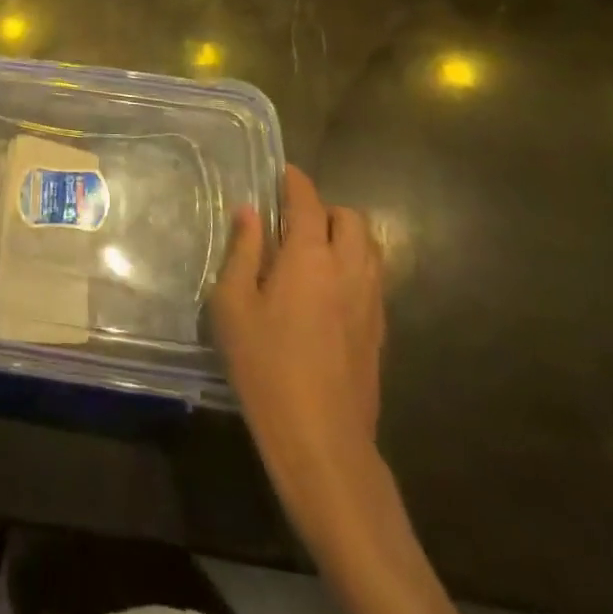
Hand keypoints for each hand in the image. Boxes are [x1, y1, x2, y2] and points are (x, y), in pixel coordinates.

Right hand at [212, 166, 384, 460]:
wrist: (321, 441)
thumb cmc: (265, 366)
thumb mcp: (233, 305)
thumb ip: (243, 252)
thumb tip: (249, 212)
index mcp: (310, 257)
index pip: (308, 201)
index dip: (295, 181)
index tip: (282, 172)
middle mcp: (348, 270)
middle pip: (351, 219)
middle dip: (325, 209)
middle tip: (293, 221)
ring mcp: (370, 302)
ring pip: (370, 248)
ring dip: (345, 237)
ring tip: (312, 252)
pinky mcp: (379, 331)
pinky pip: (372, 278)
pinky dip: (353, 266)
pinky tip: (326, 291)